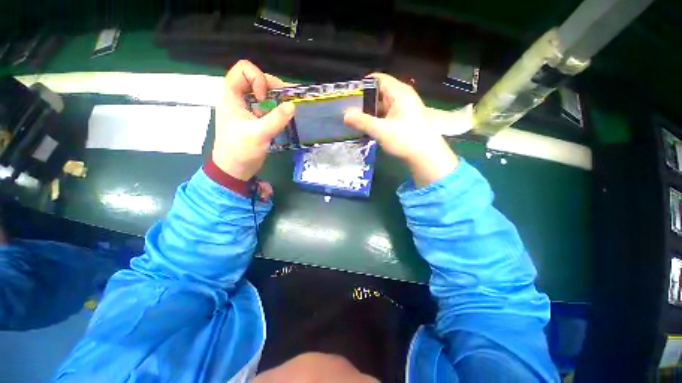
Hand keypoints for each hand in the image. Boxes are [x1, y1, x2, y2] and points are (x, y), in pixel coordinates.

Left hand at [213, 60, 294, 180]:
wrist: (235, 169)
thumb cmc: (241, 150)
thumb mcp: (259, 134)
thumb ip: (276, 119)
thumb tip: (293, 105)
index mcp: (232, 96)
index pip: (242, 70)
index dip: (257, 79)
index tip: (264, 97)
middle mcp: (239, 98)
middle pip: (256, 79)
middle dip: (273, 87)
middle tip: (287, 101)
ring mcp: (247, 109)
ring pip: (264, 94)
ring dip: (278, 99)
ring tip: (289, 109)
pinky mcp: (255, 119)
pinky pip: (267, 107)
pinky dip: (277, 109)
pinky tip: (285, 117)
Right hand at [344, 74, 457, 187]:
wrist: (427, 157)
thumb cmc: (406, 139)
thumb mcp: (381, 130)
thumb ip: (362, 121)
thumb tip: (345, 114)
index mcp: (399, 93)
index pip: (378, 79)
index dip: (363, 84)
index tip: (349, 95)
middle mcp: (403, 97)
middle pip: (380, 92)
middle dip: (364, 101)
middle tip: (349, 110)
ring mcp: (405, 109)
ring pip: (383, 105)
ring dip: (370, 112)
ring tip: (355, 120)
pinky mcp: (405, 120)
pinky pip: (387, 115)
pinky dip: (378, 119)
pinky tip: (369, 128)